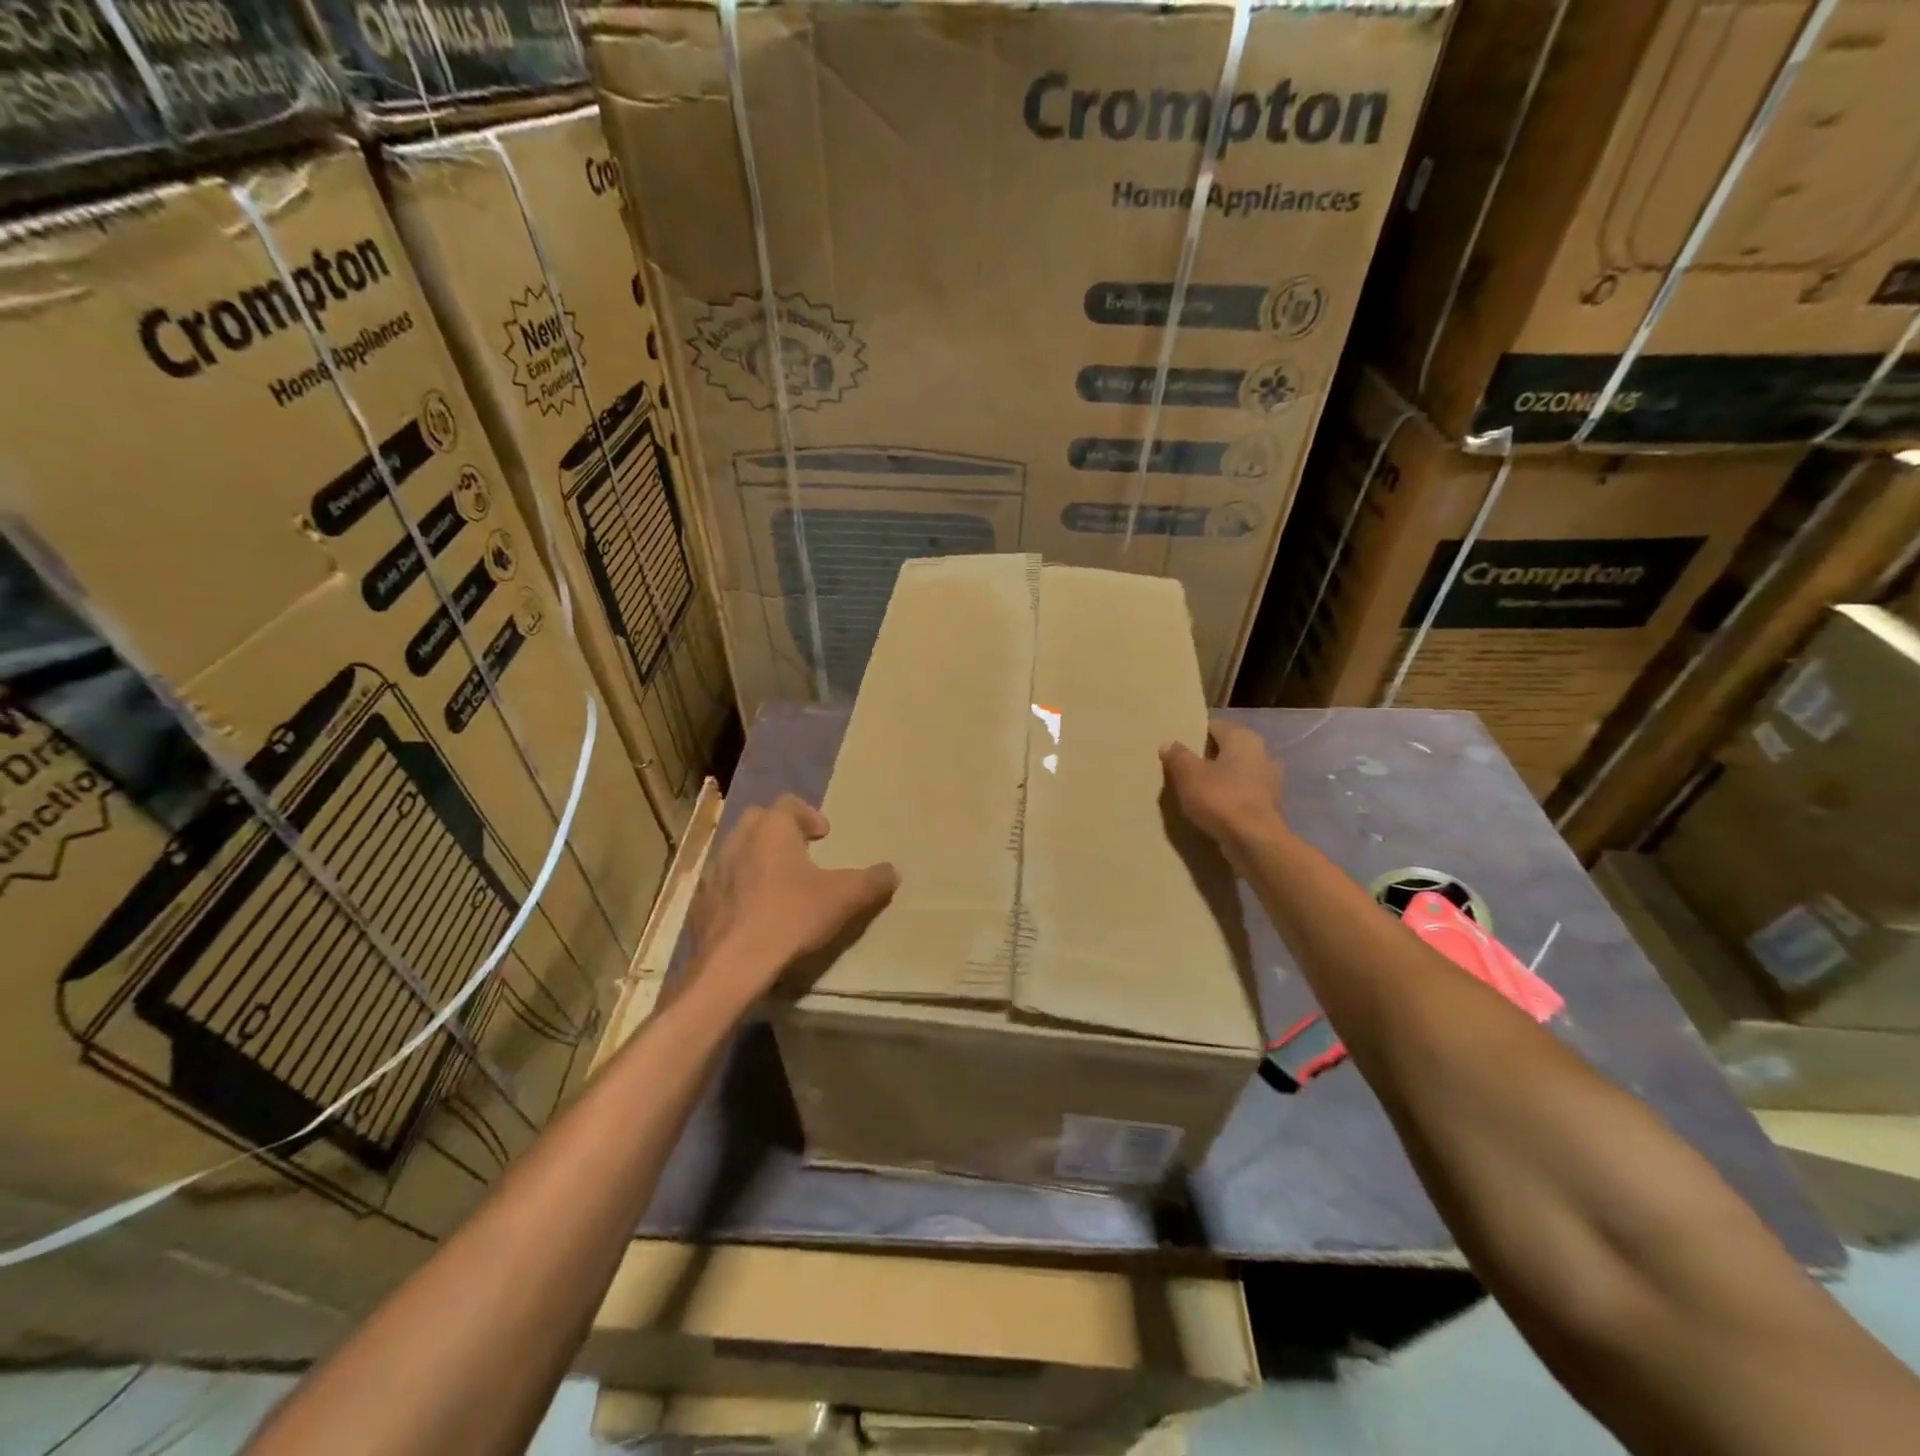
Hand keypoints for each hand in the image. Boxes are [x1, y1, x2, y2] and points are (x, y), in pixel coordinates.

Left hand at [687, 794, 898, 1001]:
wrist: (734, 964)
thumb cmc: (791, 916)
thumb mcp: (844, 898)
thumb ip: (872, 881)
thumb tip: (893, 871)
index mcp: (772, 829)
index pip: (789, 803)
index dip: (809, 814)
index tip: (824, 835)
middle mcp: (739, 840)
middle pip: (759, 820)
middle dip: (780, 831)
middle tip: (801, 851)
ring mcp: (715, 871)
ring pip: (737, 850)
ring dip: (757, 858)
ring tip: (778, 882)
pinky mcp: (700, 902)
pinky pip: (723, 884)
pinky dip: (739, 888)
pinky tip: (754, 912)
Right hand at [1160, 719, 1286, 864]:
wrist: (1255, 842)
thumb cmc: (1221, 799)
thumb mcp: (1189, 775)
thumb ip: (1177, 756)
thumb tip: (1168, 743)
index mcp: (1243, 739)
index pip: (1215, 726)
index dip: (1195, 734)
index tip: (1177, 746)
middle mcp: (1262, 754)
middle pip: (1228, 749)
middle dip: (1208, 757)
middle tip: (1183, 768)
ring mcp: (1269, 781)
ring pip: (1237, 772)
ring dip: (1220, 778)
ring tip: (1196, 790)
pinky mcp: (1269, 806)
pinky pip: (1243, 794)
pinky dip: (1229, 797)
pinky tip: (1213, 808)